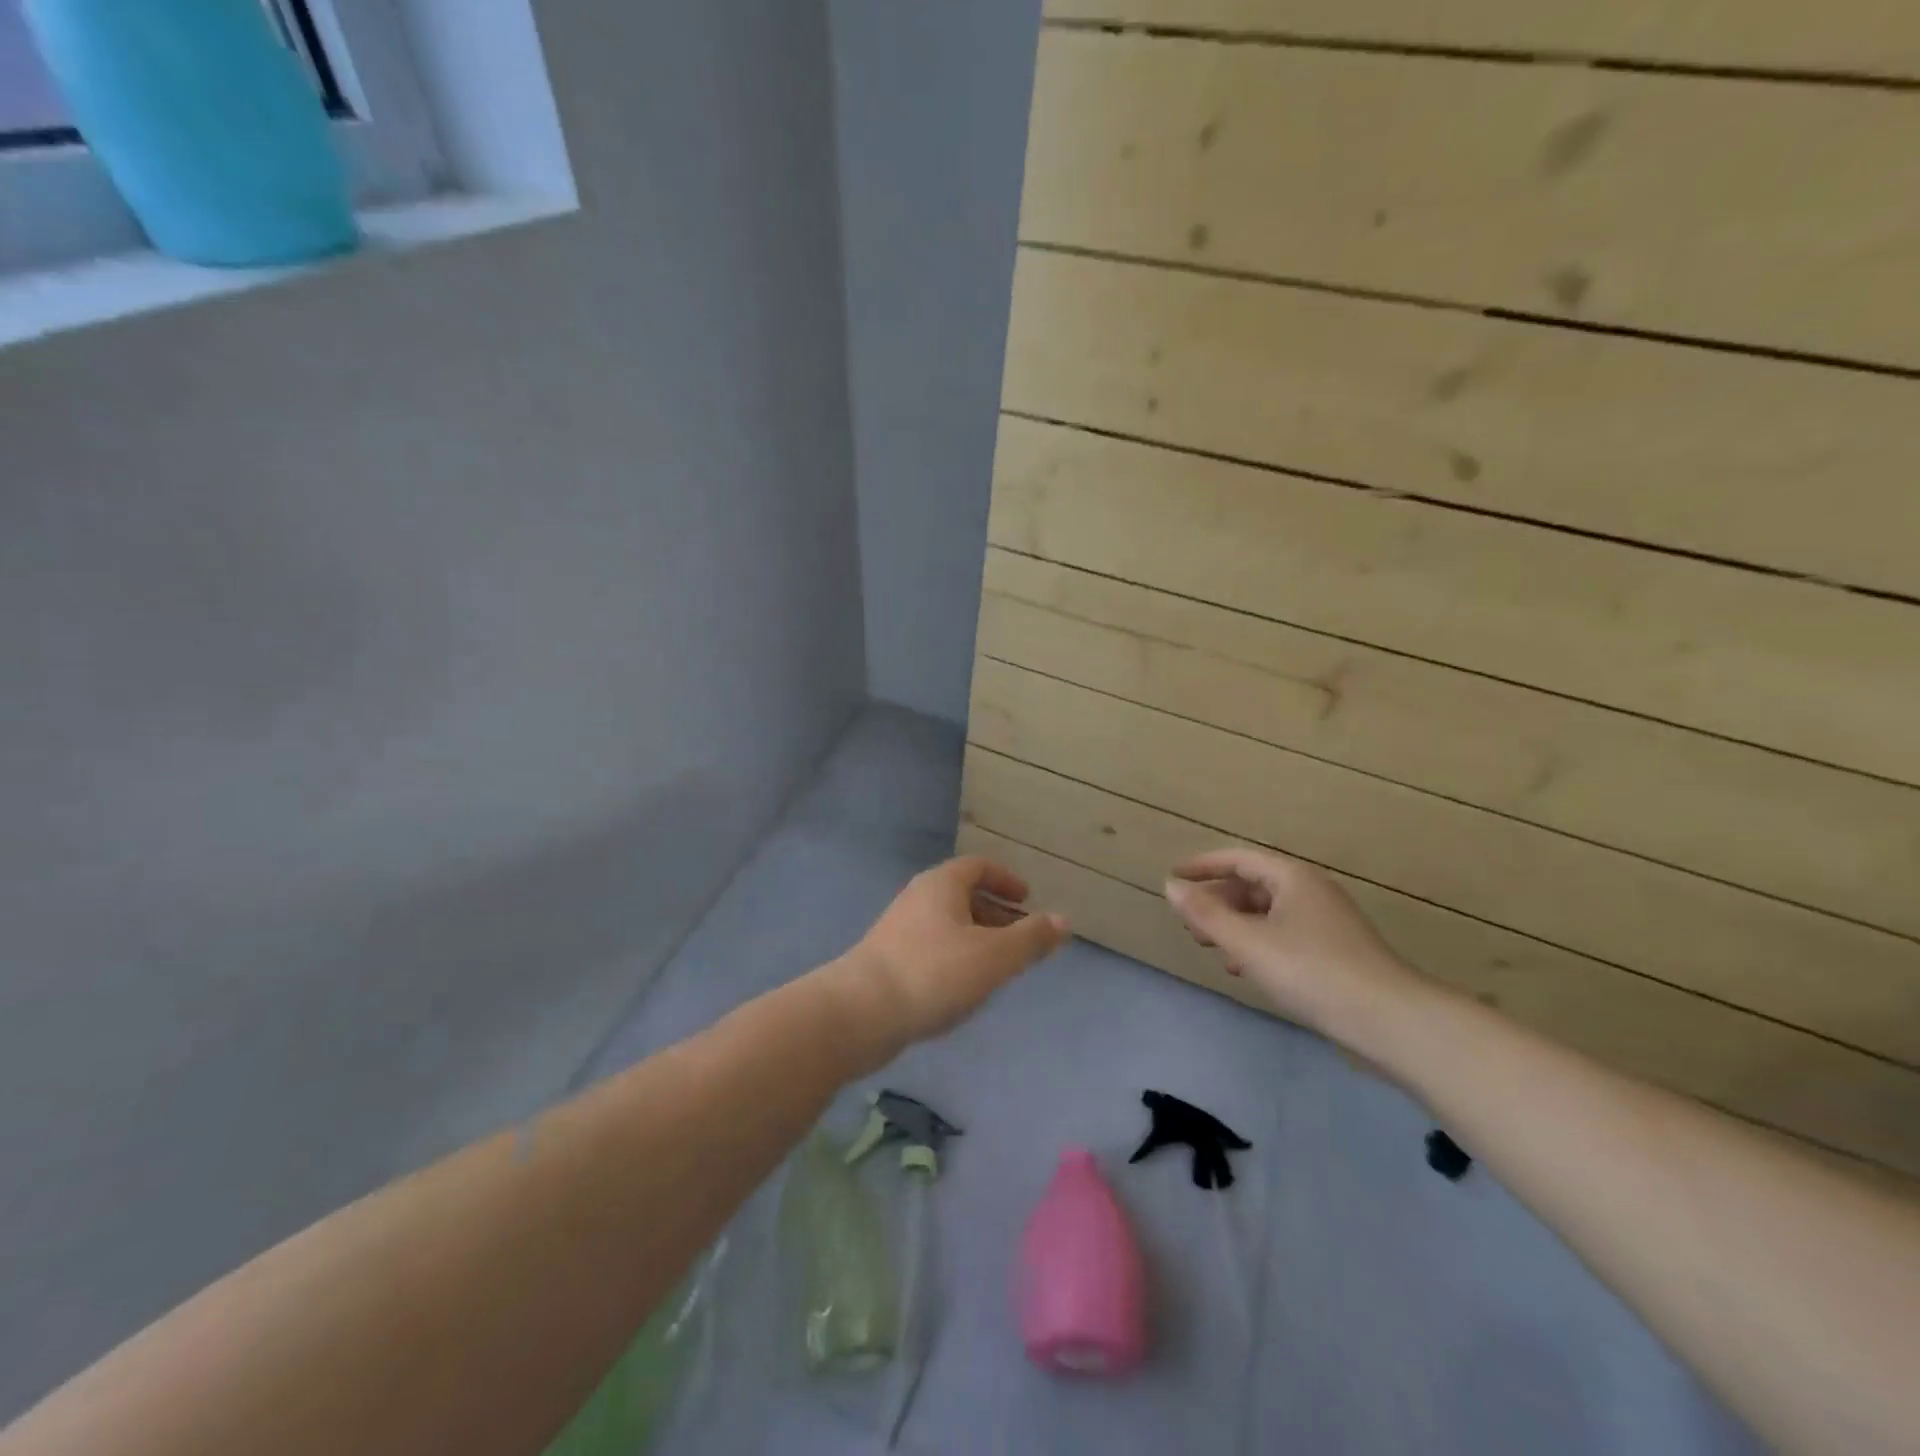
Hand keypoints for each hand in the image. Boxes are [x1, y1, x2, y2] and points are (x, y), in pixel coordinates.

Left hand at [827, 857, 1068, 1069]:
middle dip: (995, 912)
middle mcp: (918, 898)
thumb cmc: (933, 973)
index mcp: (942, 885)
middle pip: (962, 894)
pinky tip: (963, 988)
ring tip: (999, 967)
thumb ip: (1031, 938)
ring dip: (976, 937)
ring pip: (947, 923)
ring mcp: (898, 929)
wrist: (860, 1012)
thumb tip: (1064, 920)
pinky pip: (931, 947)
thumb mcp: (993, 956)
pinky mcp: (887, 960)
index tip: (1027, 899)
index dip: (1005, 879)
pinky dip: (955, 956)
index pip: (978, 866)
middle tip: (1021, 937)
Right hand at [1165, 848, 1422, 1042]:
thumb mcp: (1248, 941)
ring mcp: (1326, 922)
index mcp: (1292, 877)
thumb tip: (1170, 886)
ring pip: (1268, 913)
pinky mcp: (1334, 951)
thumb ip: (1205, 914)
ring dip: (1235, 925)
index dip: (1203, 866)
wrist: (1388, 1020)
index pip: (1239, 859)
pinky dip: (1257, 943)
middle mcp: (1311, 891)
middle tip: (1190, 923)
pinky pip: (1283, 934)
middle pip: (1253, 885)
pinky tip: (1246, 969)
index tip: (1174, 877)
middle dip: (1218, 901)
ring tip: (1211, 947)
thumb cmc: (1311, 970)